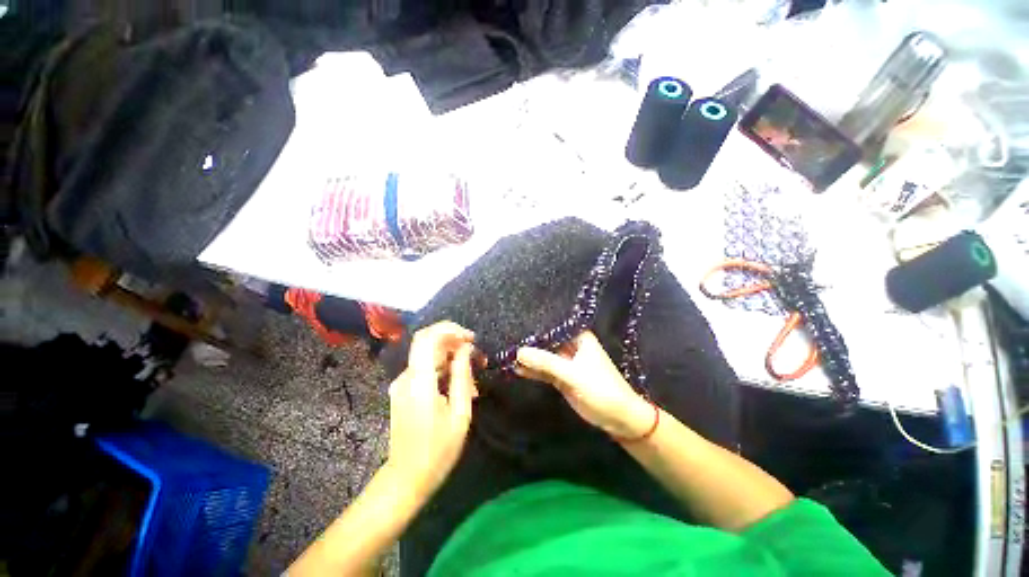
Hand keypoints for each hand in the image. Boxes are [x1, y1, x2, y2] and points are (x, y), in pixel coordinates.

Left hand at [386, 321, 477, 500]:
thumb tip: (466, 348)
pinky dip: (444, 370)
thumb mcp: (459, 412)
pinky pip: (426, 370)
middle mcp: (406, 376)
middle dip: (455, 343)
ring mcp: (402, 383)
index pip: (428, 337)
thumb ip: (462, 375)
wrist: (406, 478)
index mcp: (419, 380)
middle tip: (477, 357)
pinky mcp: (404, 391)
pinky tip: (459, 387)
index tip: (471, 338)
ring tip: (473, 378)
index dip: (450, 329)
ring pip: (429, 356)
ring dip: (452, 359)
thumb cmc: (437, 450)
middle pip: (429, 343)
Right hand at [515, 331, 653, 438]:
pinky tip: (515, 368)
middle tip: (506, 337)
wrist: (618, 419)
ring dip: (529, 357)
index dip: (536, 324)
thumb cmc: (601, 390)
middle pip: (547, 340)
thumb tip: (519, 351)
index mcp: (579, 337)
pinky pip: (544, 370)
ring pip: (543, 356)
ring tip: (505, 352)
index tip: (514, 321)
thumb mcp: (573, 375)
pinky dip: (533, 370)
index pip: (554, 325)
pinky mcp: (562, 377)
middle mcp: (571, 345)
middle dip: (529, 341)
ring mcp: (566, 362)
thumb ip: (546, 362)